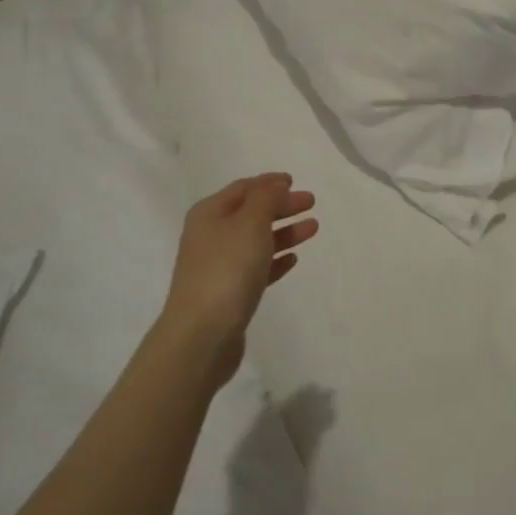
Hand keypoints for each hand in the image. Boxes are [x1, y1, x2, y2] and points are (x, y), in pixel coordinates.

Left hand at [159, 173, 317, 388]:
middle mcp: (210, 236)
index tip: (294, 181)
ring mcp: (218, 266)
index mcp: (209, 214)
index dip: (269, 182)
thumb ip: (266, 199)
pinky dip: (275, 260)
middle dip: (281, 206)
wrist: (202, 334)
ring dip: (284, 232)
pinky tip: (293, 260)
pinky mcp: (229, 294)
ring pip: (256, 241)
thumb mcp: (250, 223)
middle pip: (251, 213)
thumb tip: (274, 185)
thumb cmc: (227, 269)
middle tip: (310, 203)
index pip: (243, 188)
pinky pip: (256, 268)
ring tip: (313, 229)